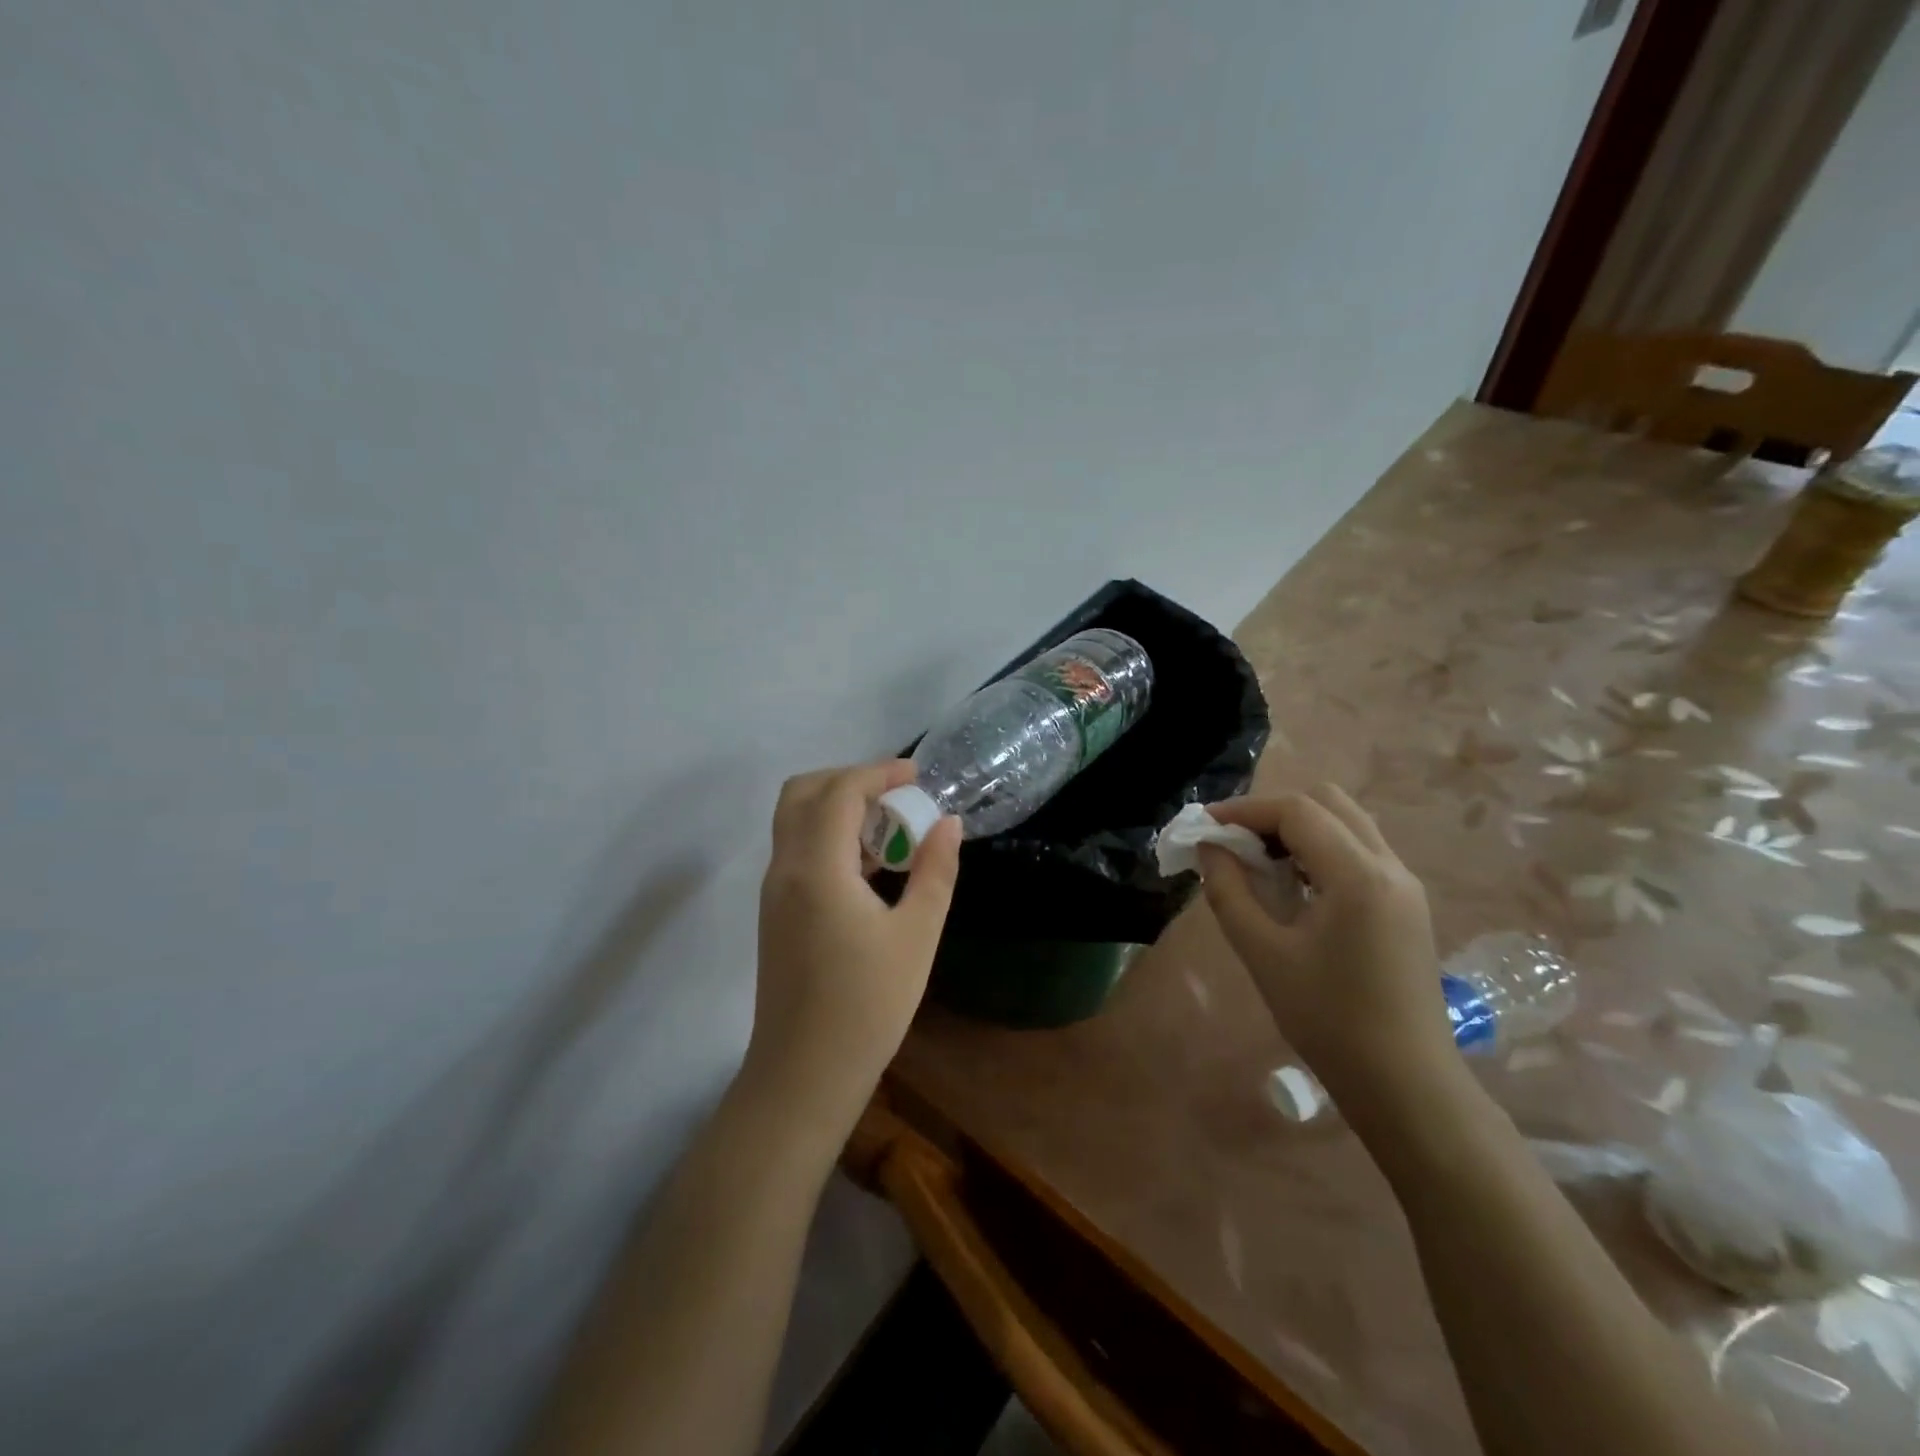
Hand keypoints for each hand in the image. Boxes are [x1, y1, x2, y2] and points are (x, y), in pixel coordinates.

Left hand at [744, 760, 961, 1129]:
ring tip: (891, 828)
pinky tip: (870, 865)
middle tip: (897, 796)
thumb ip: (935, 871)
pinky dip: (829, 836)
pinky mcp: (776, 912)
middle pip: (803, 792)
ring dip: (838, 807)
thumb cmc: (867, 1007)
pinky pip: (797, 849)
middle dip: (850, 780)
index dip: (879, 772)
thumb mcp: (916, 936)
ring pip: (795, 820)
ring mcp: (774, 891)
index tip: (919, 776)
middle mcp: (784, 868)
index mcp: (816, 868)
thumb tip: (948, 823)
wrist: (804, 1075)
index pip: (840, 791)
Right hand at [1198, 784, 1449, 1099]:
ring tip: (1259, 863)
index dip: (1244, 810)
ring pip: (1347, 823)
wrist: (1405, 1084)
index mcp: (1359, 876)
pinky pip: (1359, 851)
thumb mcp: (1263, 954)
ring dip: (1298, 829)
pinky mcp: (1406, 905)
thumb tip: (1209, 848)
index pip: (1297, 811)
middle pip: (1329, 802)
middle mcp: (1390, 867)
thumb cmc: (1328, 1020)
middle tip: (1235, 843)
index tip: (1204, 827)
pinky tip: (1294, 887)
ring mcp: (1405, 885)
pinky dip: (1320, 850)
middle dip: (1274, 812)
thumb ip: (1229, 891)